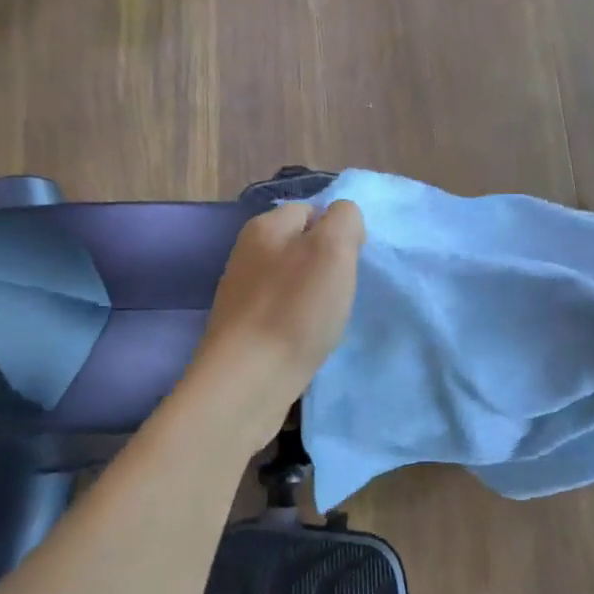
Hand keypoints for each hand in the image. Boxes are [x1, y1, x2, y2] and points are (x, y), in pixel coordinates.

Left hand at [186, 200, 365, 447]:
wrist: (247, 382)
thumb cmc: (294, 310)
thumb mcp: (333, 249)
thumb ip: (344, 220)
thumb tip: (342, 220)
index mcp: (264, 227)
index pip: (312, 210)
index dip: (338, 232)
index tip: (352, 264)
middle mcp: (247, 255)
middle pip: (302, 248)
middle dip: (328, 268)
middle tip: (342, 294)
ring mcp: (242, 295)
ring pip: (293, 283)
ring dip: (315, 299)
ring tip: (327, 322)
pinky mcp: (243, 331)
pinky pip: (282, 314)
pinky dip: (300, 325)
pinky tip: (308, 342)